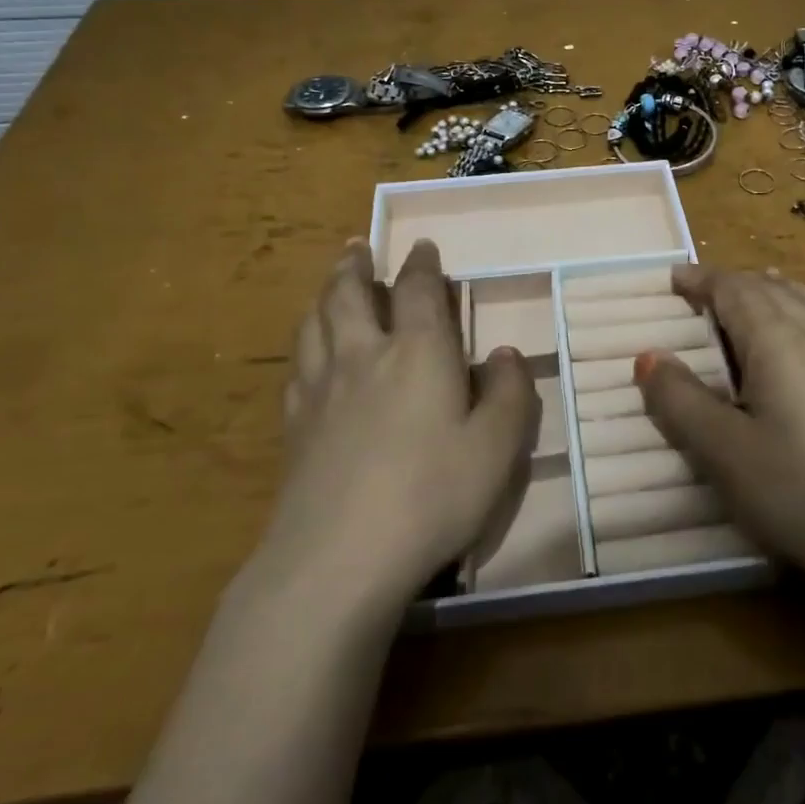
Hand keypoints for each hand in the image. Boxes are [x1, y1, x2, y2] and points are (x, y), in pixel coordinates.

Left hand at [262, 239, 540, 605]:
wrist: (339, 557)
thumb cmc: (432, 495)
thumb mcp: (497, 448)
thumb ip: (511, 394)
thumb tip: (506, 354)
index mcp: (419, 352)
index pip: (418, 290)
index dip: (421, 263)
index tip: (422, 246)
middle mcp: (365, 355)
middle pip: (350, 294)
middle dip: (356, 265)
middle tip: (358, 247)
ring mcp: (322, 389)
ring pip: (316, 322)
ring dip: (325, 293)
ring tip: (331, 283)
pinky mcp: (294, 425)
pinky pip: (297, 365)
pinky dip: (306, 344)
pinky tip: (310, 354)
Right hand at [635, 265, 804, 598]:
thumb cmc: (795, 489)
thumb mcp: (721, 450)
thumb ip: (680, 400)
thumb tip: (649, 356)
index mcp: (776, 342)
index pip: (734, 291)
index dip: (702, 280)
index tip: (673, 277)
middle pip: (773, 291)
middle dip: (735, 282)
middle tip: (703, 289)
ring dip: (778, 290)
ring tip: (763, 285)